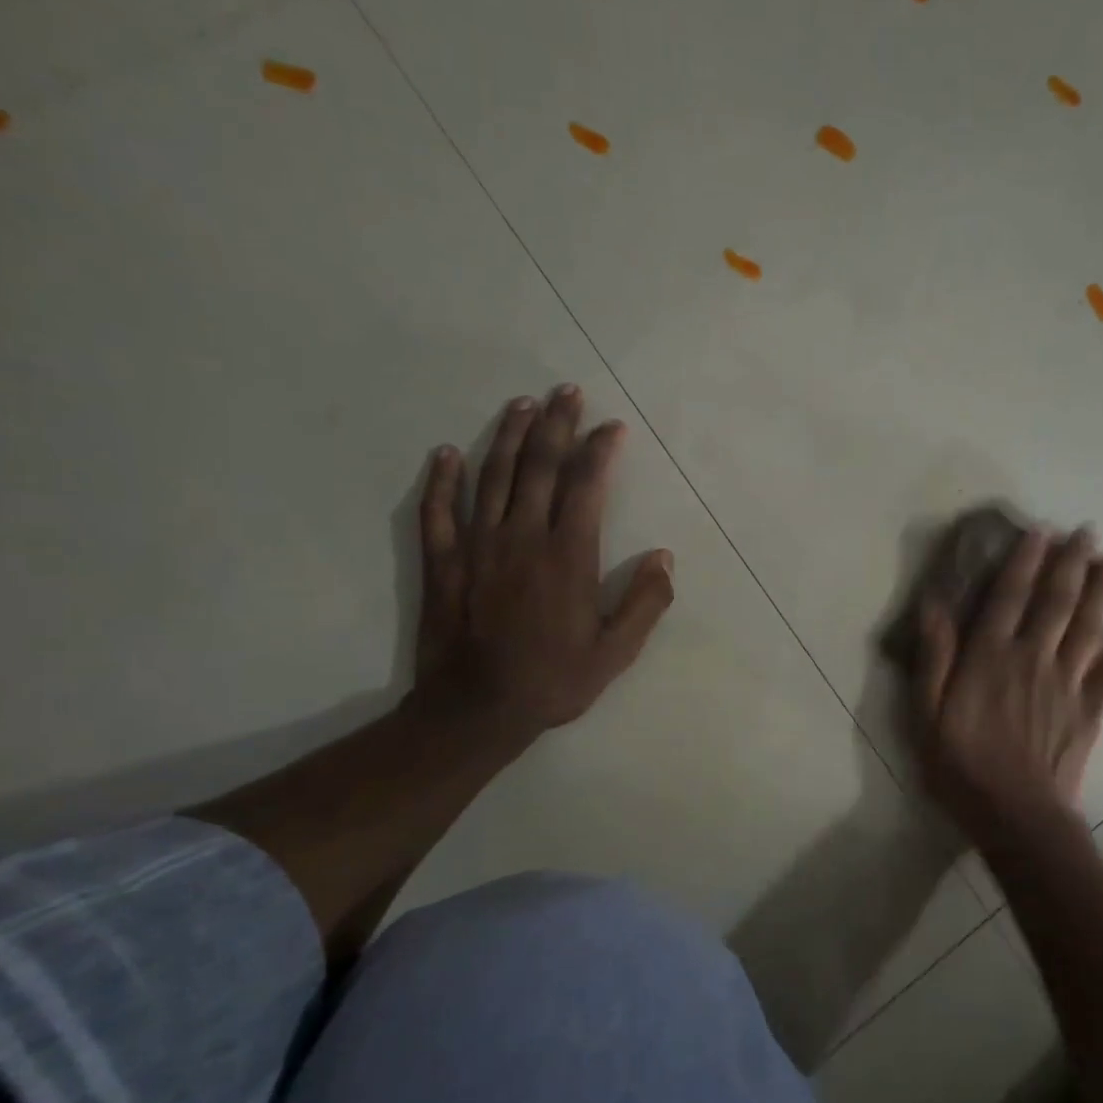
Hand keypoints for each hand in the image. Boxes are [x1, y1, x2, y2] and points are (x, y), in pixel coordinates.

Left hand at [411, 384, 675, 753]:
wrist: (476, 711)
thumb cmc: (553, 681)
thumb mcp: (616, 652)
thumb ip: (645, 602)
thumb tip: (664, 556)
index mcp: (568, 556)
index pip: (586, 486)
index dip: (599, 450)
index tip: (611, 426)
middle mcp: (522, 537)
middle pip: (538, 466)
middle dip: (555, 424)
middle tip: (565, 391)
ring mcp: (476, 546)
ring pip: (492, 476)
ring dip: (508, 436)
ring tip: (522, 404)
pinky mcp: (443, 563)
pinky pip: (438, 511)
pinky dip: (442, 479)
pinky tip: (447, 453)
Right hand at [911, 526, 1102, 839]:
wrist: (1015, 816)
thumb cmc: (960, 765)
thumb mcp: (926, 713)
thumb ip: (933, 657)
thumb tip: (934, 605)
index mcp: (990, 657)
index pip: (1009, 597)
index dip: (1025, 561)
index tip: (1040, 531)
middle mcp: (1033, 659)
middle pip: (1057, 603)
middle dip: (1072, 564)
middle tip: (1088, 532)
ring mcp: (1067, 684)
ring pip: (1090, 628)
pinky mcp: (1090, 712)